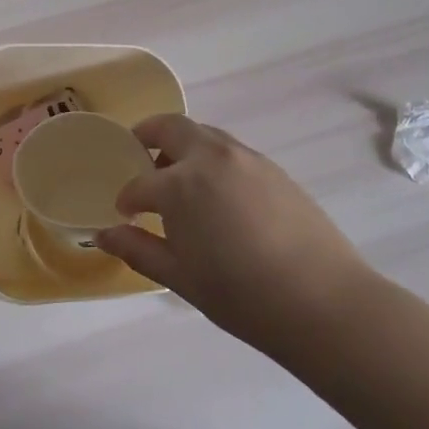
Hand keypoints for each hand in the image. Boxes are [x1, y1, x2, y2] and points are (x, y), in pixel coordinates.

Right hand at [96, 115, 376, 360]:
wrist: (323, 301)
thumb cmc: (241, 295)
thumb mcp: (180, 277)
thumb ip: (139, 249)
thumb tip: (104, 235)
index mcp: (181, 184)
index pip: (140, 183)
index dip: (127, 198)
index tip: (125, 214)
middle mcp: (211, 157)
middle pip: (170, 127)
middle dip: (147, 137)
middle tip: (139, 159)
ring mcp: (246, 158)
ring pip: (204, 135)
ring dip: (183, 146)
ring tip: (181, 181)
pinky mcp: (273, 168)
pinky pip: (231, 151)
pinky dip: (212, 159)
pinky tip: (219, 196)